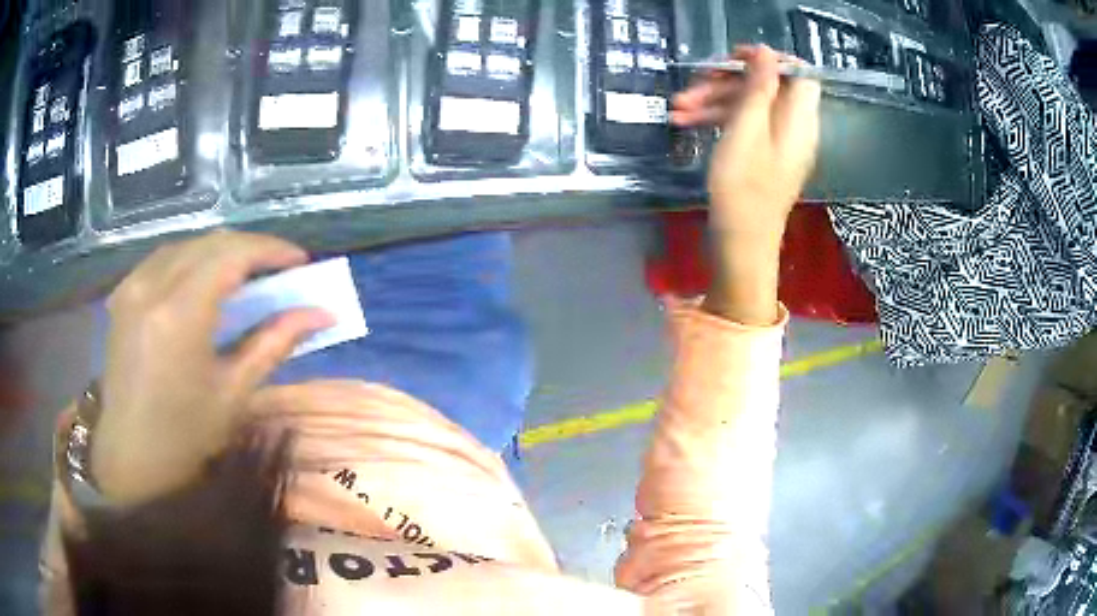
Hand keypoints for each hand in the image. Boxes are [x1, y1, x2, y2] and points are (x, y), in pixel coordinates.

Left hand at [91, 231, 332, 507]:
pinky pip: (162, 259)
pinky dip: (190, 260)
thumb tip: (321, 314)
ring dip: (219, 252)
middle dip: (249, 249)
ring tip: (244, 274)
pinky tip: (201, 280)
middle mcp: (152, 287)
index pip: (231, 255)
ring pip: (186, 245)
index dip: (270, 250)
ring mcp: (132, 287)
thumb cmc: (185, 436)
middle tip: (278, 270)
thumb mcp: (234, 394)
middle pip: (209, 243)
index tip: (299, 260)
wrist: (130, 456)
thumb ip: (274, 343)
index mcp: (180, 314)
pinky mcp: (122, 294)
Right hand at [672, 45, 821, 324]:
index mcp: (799, 119)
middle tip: (690, 89)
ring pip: (750, 106)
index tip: (733, 59)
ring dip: (713, 102)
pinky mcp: (763, 157)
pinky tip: (686, 124)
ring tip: (676, 111)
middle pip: (766, 88)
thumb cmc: (743, 189)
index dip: (768, 60)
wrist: (741, 246)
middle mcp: (794, 128)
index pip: (797, 73)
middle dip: (726, 83)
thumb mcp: (747, 130)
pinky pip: (745, 126)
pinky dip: (718, 121)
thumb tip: (767, 51)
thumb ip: (759, 87)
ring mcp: (778, 144)